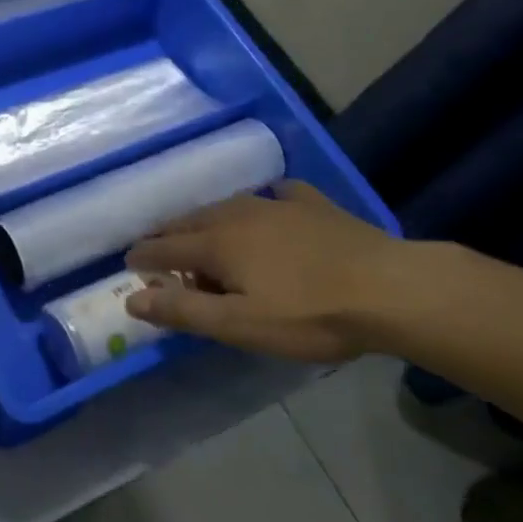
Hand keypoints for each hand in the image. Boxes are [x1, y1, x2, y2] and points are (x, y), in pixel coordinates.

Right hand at [122, 182, 399, 364]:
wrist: (392, 289)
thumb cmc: (310, 314)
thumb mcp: (239, 324)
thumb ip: (182, 311)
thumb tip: (131, 299)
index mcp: (216, 242)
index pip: (163, 246)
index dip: (143, 257)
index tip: (130, 264)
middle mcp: (237, 214)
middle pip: (190, 221)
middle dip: (169, 236)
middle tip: (160, 252)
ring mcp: (277, 204)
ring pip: (227, 207)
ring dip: (208, 222)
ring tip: (207, 239)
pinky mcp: (313, 205)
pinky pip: (276, 196)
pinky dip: (262, 204)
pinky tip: (271, 207)